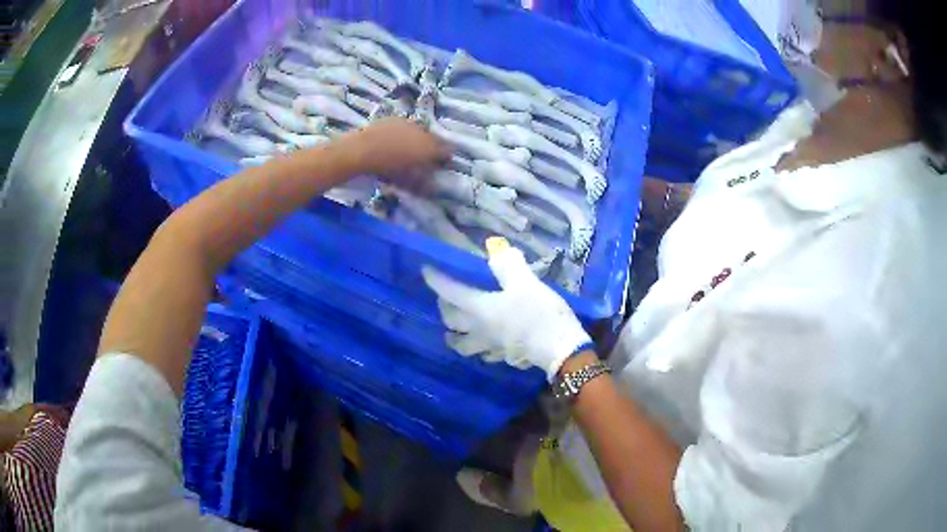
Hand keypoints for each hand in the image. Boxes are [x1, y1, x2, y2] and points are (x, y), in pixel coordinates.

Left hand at [346, 117, 450, 184]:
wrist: (363, 150)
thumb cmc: (388, 168)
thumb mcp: (408, 180)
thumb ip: (425, 183)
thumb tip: (434, 187)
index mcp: (430, 148)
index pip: (447, 152)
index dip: (445, 159)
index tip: (441, 165)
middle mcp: (424, 132)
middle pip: (434, 140)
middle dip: (432, 148)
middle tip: (424, 158)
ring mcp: (409, 123)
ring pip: (420, 132)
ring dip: (417, 139)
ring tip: (407, 149)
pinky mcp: (395, 119)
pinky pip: (405, 126)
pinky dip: (403, 133)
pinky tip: (394, 140)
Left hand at [422, 244, 591, 380]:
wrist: (560, 349)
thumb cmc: (540, 313)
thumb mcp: (525, 282)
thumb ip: (508, 265)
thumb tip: (496, 251)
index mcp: (479, 308)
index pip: (450, 292)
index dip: (436, 280)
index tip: (426, 271)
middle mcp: (478, 329)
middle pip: (450, 321)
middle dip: (443, 308)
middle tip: (444, 298)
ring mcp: (490, 346)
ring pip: (462, 345)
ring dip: (454, 336)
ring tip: (452, 331)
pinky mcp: (504, 357)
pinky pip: (483, 354)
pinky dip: (478, 348)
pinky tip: (485, 345)